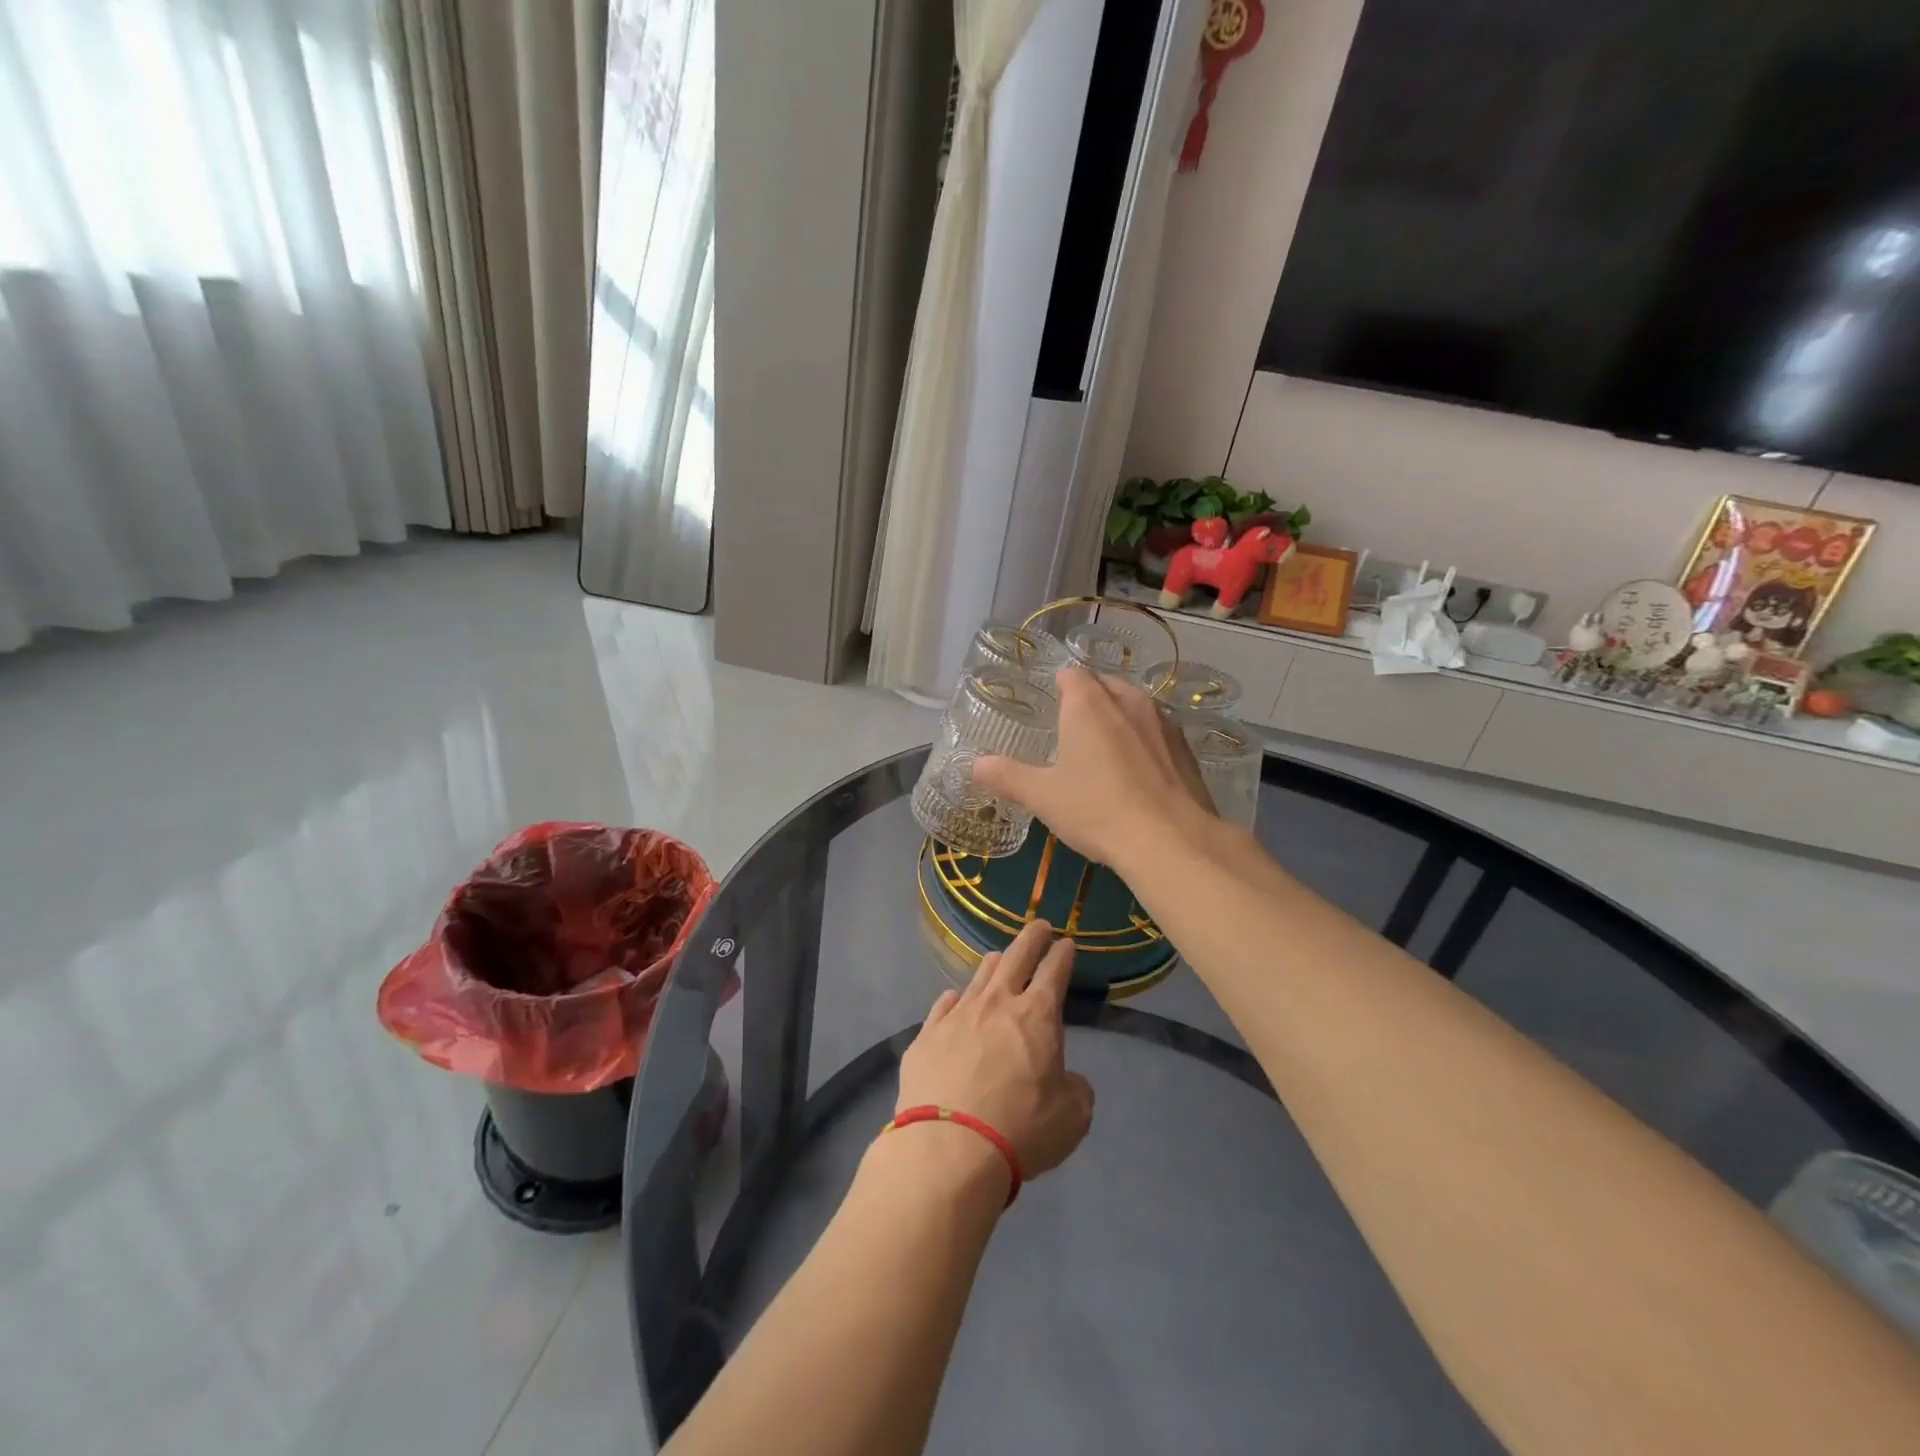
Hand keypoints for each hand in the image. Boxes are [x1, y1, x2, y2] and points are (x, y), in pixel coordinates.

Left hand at [897, 920, 1093, 1180]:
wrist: (949, 1148)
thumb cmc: (1020, 1129)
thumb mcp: (1071, 1117)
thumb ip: (1075, 1090)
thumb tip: (1069, 1080)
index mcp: (1036, 1016)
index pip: (1053, 972)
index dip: (1062, 955)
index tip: (1066, 942)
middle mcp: (996, 1004)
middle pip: (1015, 958)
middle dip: (1031, 938)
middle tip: (1039, 926)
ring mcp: (957, 1016)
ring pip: (978, 977)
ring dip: (994, 964)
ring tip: (999, 958)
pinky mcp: (926, 1036)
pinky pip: (943, 1006)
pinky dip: (955, 1000)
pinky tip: (955, 998)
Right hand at [973, 667, 1216, 872]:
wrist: (1170, 840)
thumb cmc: (1097, 810)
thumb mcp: (1043, 797)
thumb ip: (1007, 776)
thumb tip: (975, 765)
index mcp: (1088, 704)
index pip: (1071, 674)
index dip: (1059, 686)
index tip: (1051, 708)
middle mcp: (1127, 700)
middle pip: (1104, 685)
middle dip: (1089, 700)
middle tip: (1073, 732)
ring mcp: (1162, 722)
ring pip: (1134, 706)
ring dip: (1119, 718)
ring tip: (1105, 750)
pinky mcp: (1186, 748)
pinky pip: (1157, 731)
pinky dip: (1145, 741)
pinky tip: (1138, 773)